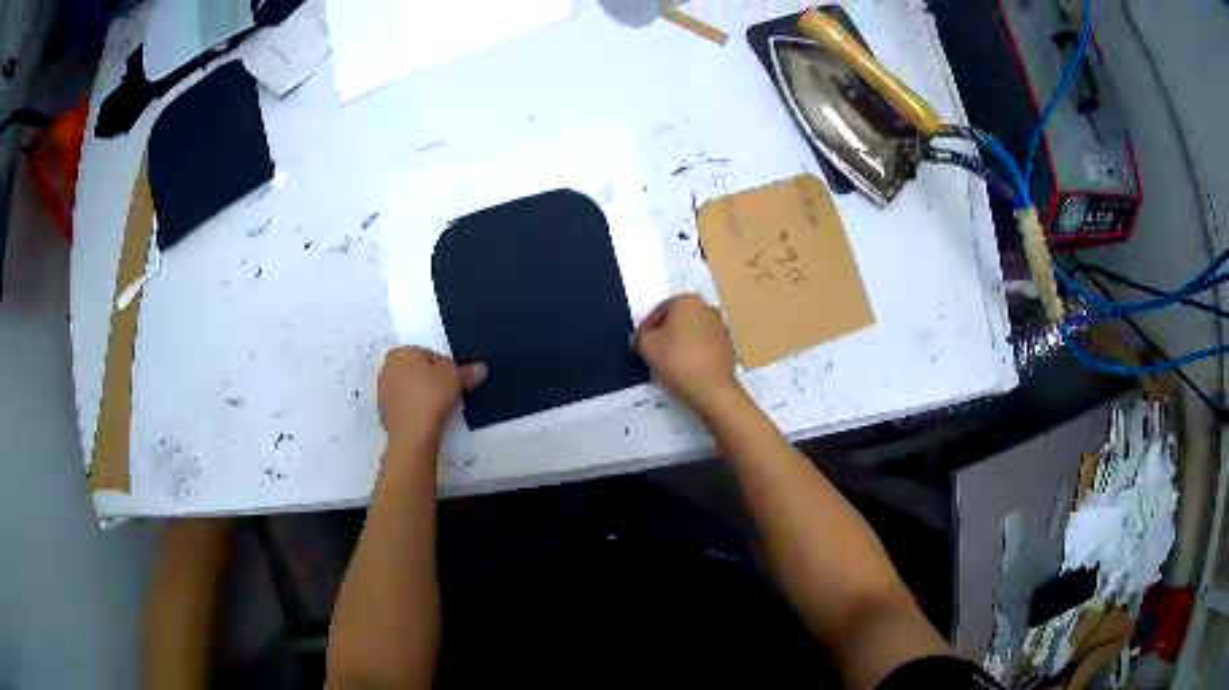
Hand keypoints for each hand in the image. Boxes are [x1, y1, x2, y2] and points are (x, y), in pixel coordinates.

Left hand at [377, 346, 485, 440]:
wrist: (412, 433)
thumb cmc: (431, 396)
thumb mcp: (455, 379)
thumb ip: (467, 372)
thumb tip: (480, 369)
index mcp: (400, 353)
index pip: (428, 354)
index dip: (444, 367)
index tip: (455, 381)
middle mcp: (387, 368)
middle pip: (415, 371)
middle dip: (430, 379)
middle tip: (448, 393)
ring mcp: (382, 392)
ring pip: (408, 389)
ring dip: (421, 395)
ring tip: (440, 408)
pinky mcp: (383, 414)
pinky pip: (404, 407)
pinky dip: (414, 410)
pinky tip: (427, 419)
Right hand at [634, 294, 738, 412]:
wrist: (711, 389)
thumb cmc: (676, 359)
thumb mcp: (646, 345)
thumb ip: (641, 337)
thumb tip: (642, 338)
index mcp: (688, 300)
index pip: (660, 309)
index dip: (647, 326)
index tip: (640, 342)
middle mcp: (708, 308)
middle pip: (679, 319)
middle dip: (666, 333)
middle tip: (653, 351)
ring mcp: (722, 328)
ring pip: (693, 333)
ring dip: (681, 343)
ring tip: (669, 363)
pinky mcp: (729, 347)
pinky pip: (705, 347)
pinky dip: (694, 354)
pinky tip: (685, 369)